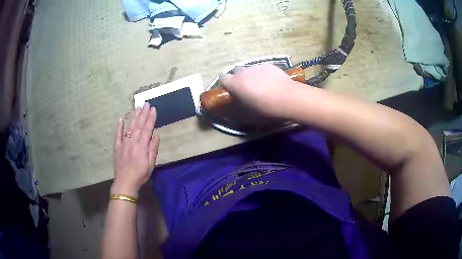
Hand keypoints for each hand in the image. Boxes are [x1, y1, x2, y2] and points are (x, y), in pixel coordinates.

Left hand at [111, 103, 159, 196]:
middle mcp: (132, 142)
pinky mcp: (117, 147)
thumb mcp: (150, 164)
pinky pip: (117, 135)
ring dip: (134, 117)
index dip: (151, 118)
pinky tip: (121, 119)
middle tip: (146, 104)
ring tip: (137, 108)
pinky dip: (119, 127)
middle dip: (143, 114)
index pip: (147, 129)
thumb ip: (153, 149)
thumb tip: (156, 135)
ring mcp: (123, 143)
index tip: (154, 109)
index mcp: (141, 146)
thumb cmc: (140, 175)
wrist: (125, 183)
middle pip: (138, 125)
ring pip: (129, 127)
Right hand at [219, 63, 301, 117]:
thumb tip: (238, 96)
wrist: (287, 98)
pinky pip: (262, 68)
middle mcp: (243, 72)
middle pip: (236, 71)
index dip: (226, 84)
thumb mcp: (248, 109)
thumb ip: (239, 99)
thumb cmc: (265, 108)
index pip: (222, 78)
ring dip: (252, 75)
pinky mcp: (269, 65)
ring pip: (250, 69)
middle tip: (247, 88)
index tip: (232, 90)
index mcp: (235, 83)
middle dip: (239, 78)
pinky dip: (263, 73)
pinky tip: (272, 81)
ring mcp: (257, 66)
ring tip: (262, 85)